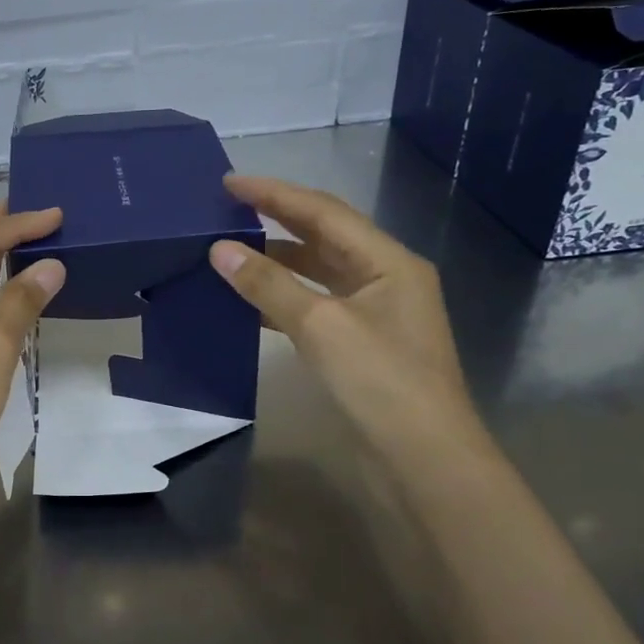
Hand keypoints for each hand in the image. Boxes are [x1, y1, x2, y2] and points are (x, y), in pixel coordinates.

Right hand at [209, 175, 480, 460]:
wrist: (424, 461)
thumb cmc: (381, 383)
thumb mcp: (321, 326)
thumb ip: (269, 284)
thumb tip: (219, 249)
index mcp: (388, 261)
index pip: (323, 212)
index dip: (274, 194)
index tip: (228, 183)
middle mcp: (385, 278)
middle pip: (324, 236)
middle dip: (276, 219)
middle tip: (226, 209)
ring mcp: (375, 314)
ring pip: (318, 272)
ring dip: (277, 259)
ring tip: (230, 249)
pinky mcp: (361, 345)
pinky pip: (316, 305)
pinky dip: (283, 297)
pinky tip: (251, 301)